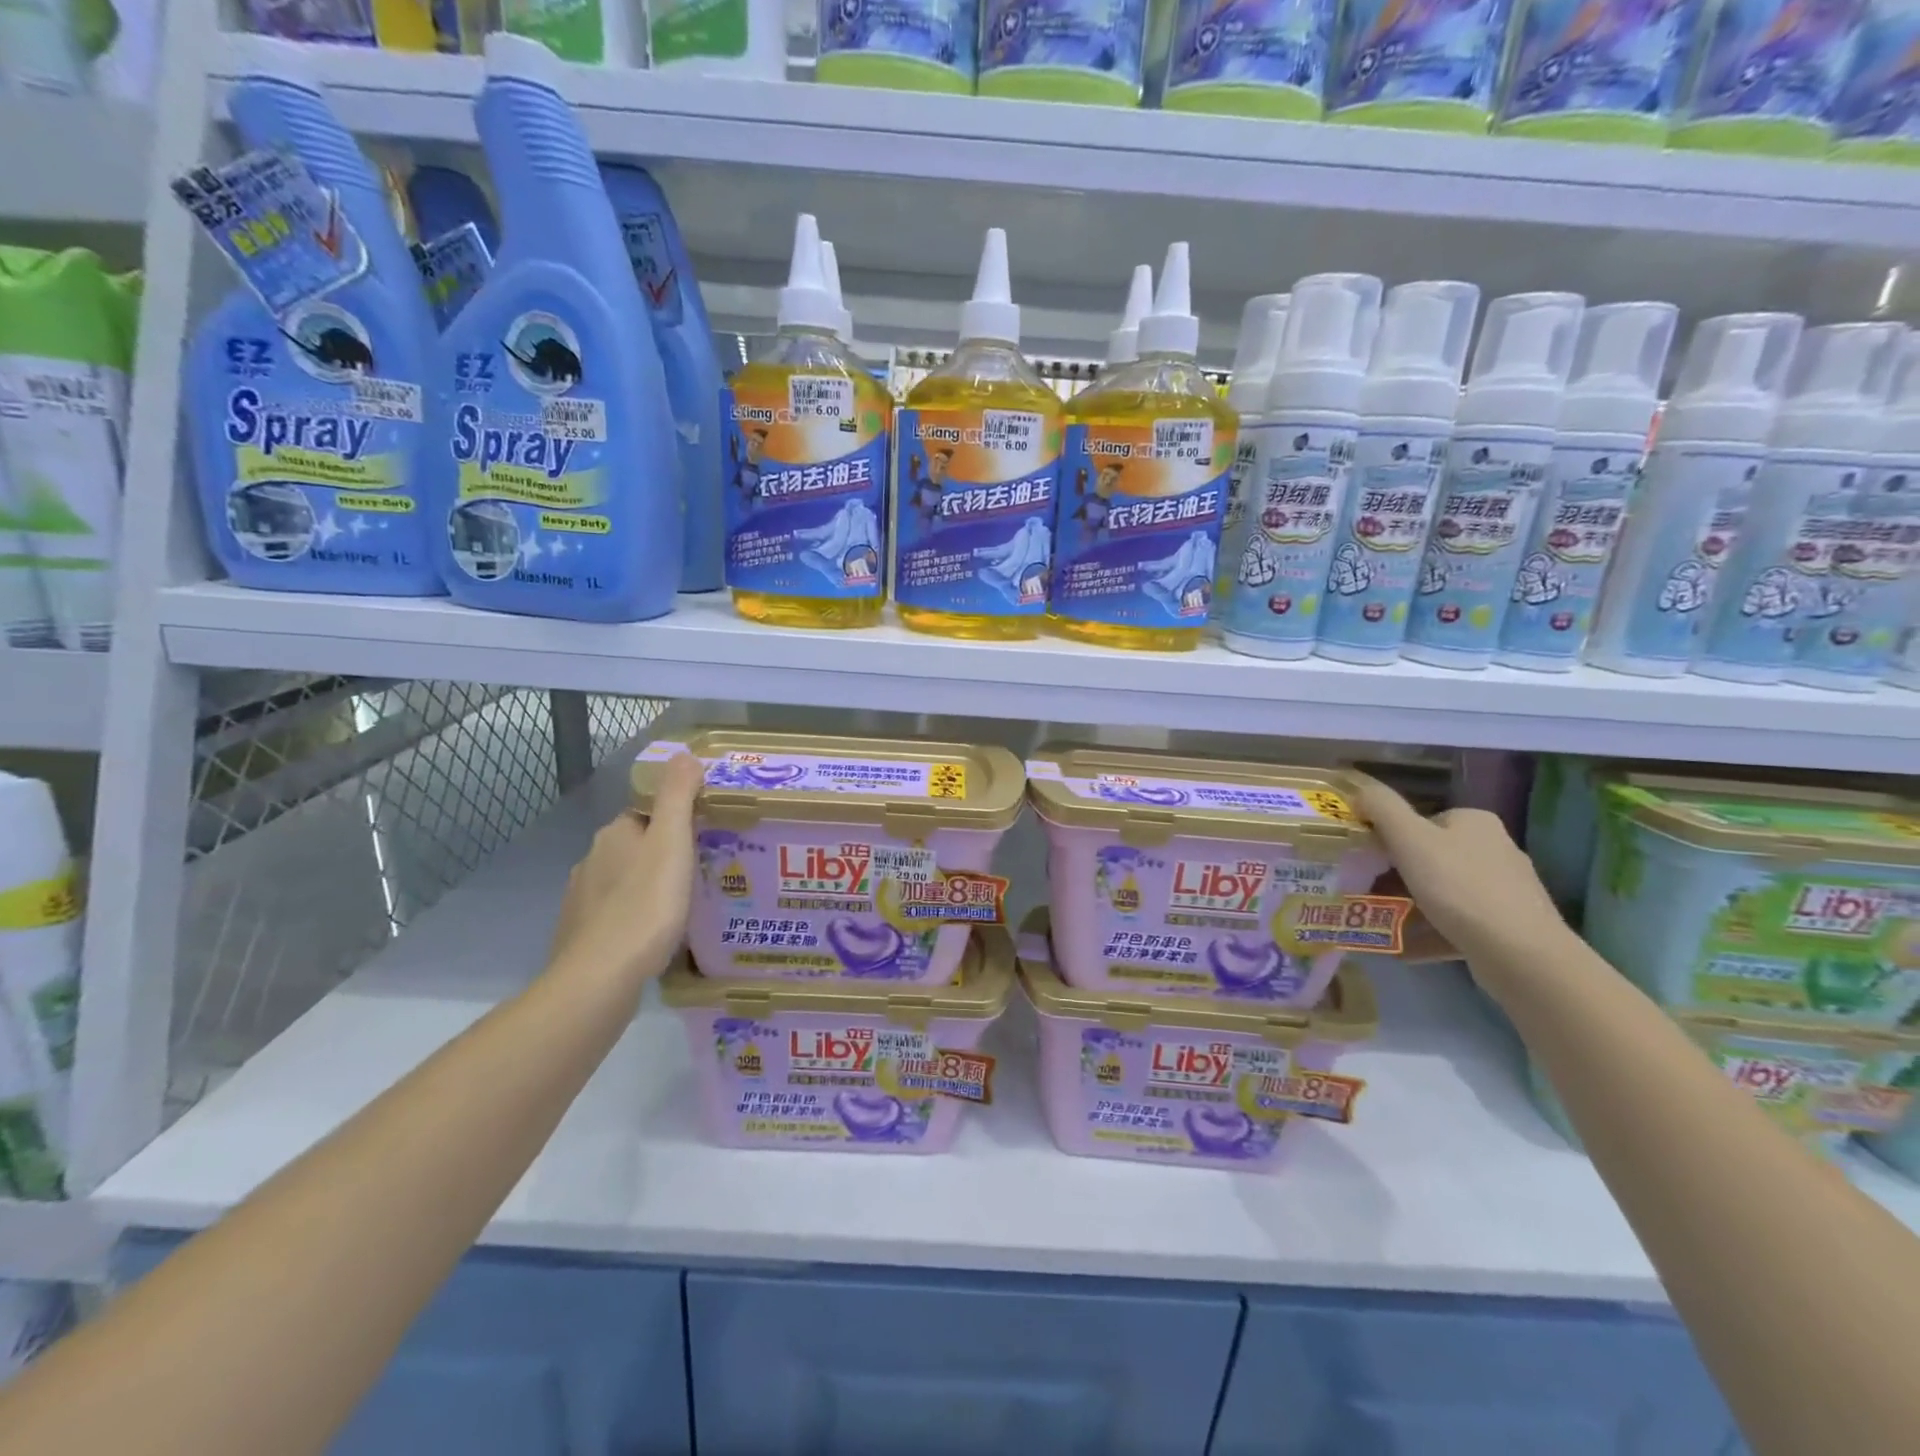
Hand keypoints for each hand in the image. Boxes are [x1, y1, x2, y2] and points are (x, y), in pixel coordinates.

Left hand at [545, 752, 702, 1003]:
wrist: (601, 976)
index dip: (673, 821)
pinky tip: (653, 935)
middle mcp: (591, 859)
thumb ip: (677, 796)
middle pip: (634, 847)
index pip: (645, 814)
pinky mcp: (580, 933)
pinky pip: (614, 913)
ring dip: (646, 887)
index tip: (702, 836)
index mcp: (615, 834)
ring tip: (681, 905)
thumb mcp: (672, 842)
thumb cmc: (646, 904)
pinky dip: (633, 917)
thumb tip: (683, 754)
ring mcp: (581, 898)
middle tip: (699, 871)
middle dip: (661, 855)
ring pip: (622, 881)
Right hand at [1352, 773, 1567, 972]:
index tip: (1366, 865)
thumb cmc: (1459, 887)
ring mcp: (1505, 889)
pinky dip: (1430, 930)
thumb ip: (1382, 808)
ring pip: (1443, 892)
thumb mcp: (1409, 838)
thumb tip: (1359, 789)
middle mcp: (1495, 848)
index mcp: (1475, 822)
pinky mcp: (1509, 925)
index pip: (1420, 823)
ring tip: (1381, 922)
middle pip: (1430, 858)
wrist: (1520, 953)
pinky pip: (1457, 922)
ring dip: (1409, 906)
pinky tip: (1406, 946)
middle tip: (1366, 895)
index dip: (1389, 842)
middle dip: (1396, 878)